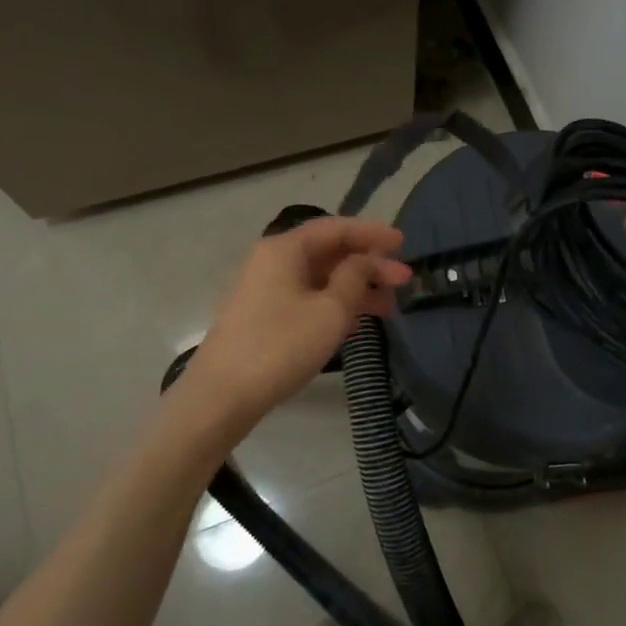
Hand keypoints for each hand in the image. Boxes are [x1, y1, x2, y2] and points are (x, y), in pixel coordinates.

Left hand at [175, 217, 412, 429]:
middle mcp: (272, 261)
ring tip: (389, 308)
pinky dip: (335, 305)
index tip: (403, 243)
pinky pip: (307, 299)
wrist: (220, 396)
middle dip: (369, 265)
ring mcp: (265, 290)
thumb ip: (354, 277)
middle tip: (404, 281)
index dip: (372, 234)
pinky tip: (358, 323)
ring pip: (320, 279)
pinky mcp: (263, 317)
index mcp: (285, 249)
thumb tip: (364, 260)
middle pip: (329, 253)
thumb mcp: (330, 311)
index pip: (336, 228)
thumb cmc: (280, 346)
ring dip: (355, 289)